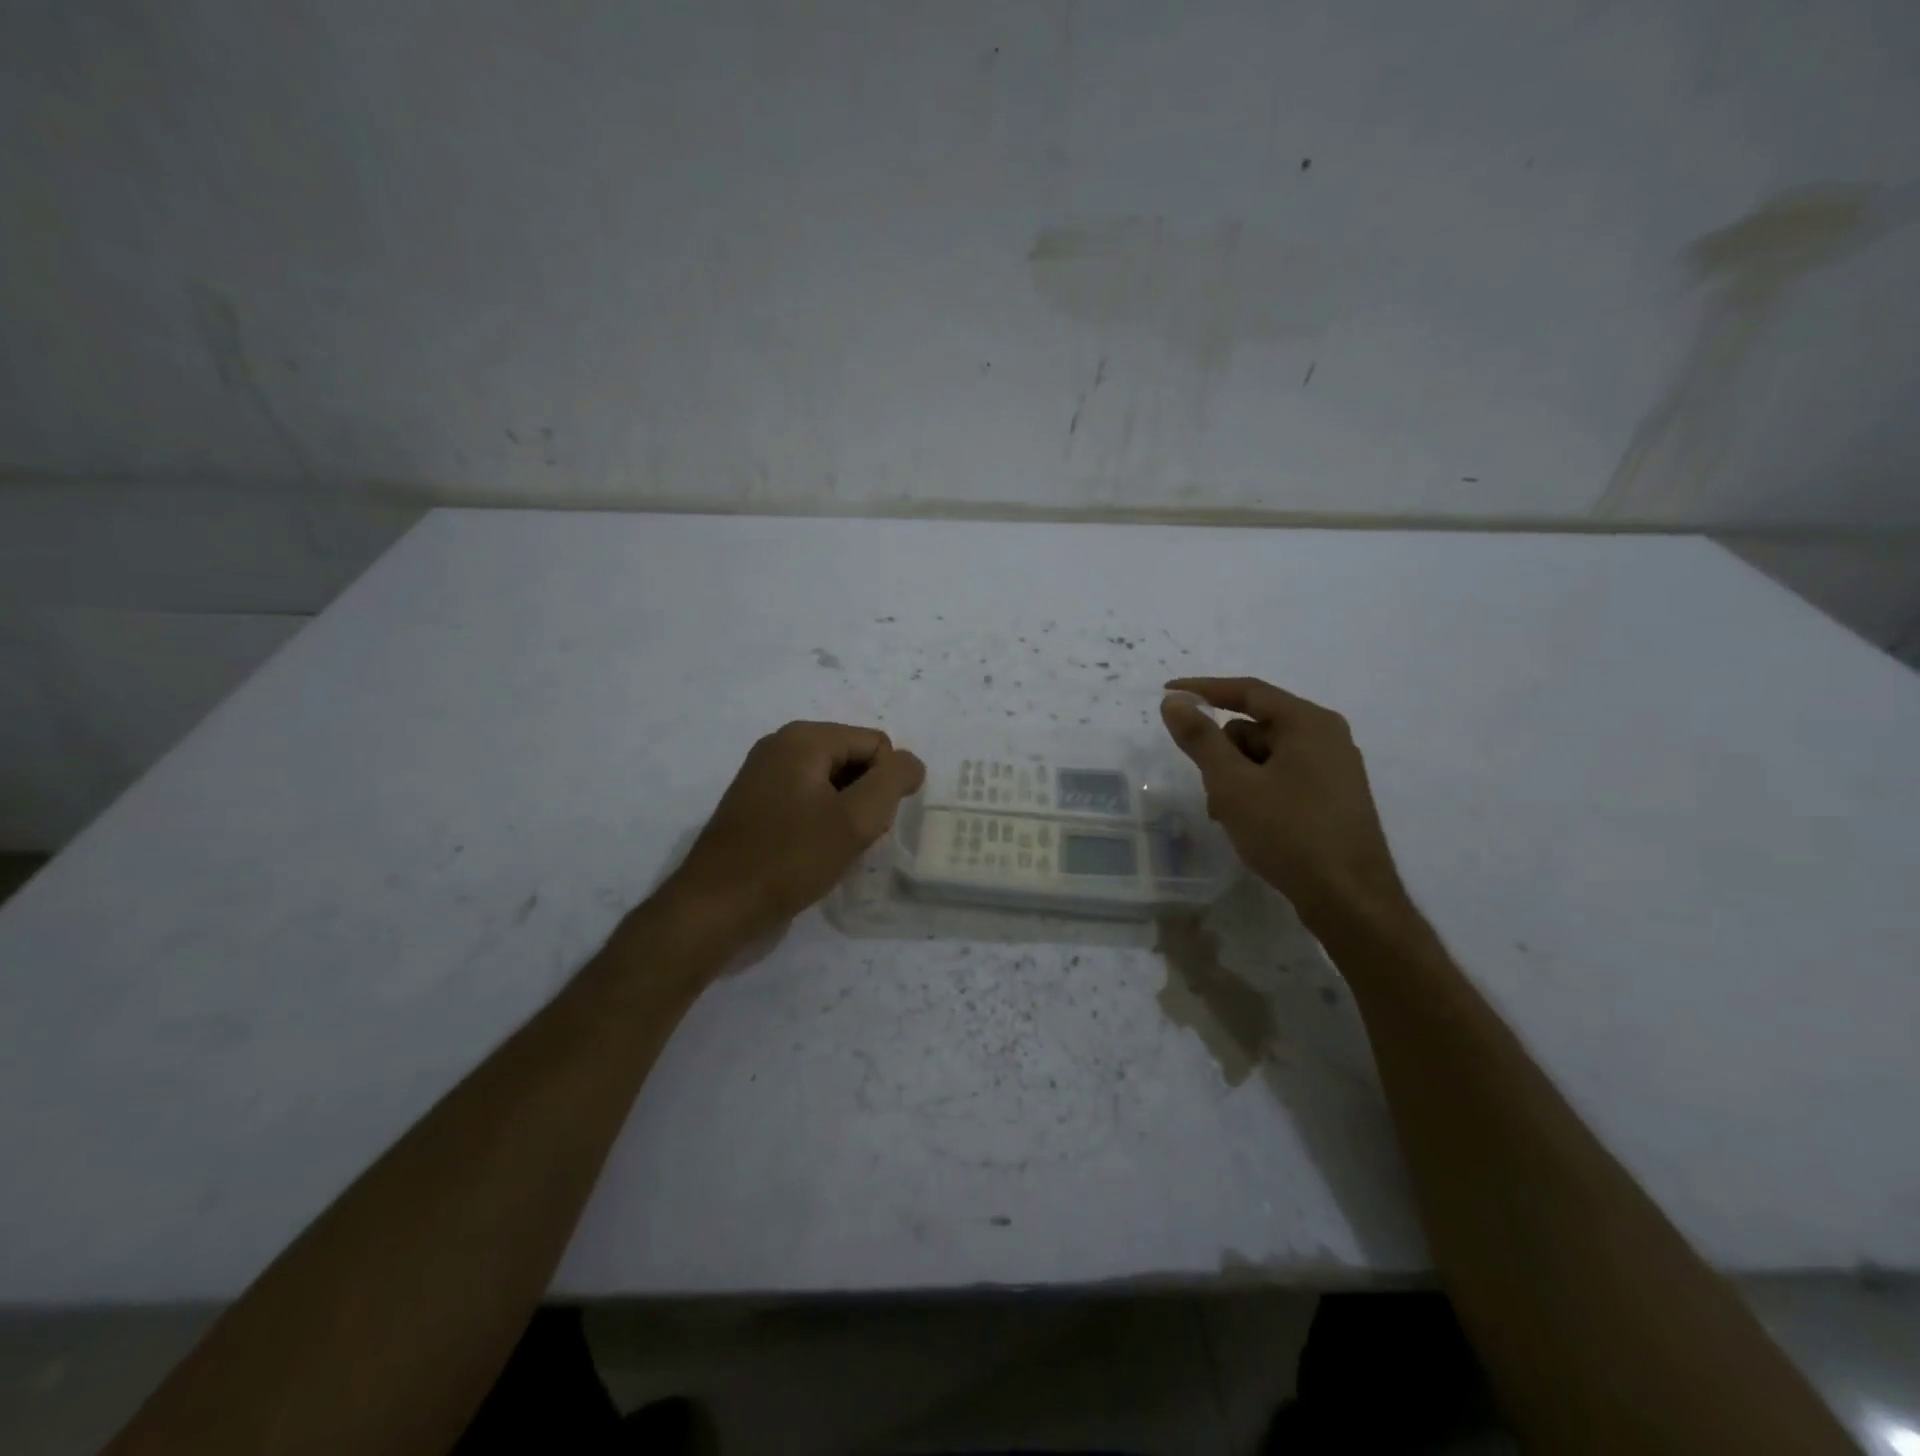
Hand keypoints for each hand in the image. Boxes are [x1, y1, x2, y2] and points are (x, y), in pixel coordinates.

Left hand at [665, 721, 925, 937]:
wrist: (717, 906)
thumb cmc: (790, 859)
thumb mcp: (856, 819)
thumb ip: (893, 781)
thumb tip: (911, 763)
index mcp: (804, 738)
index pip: (878, 746)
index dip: (885, 787)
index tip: (865, 825)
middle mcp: (781, 745)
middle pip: (855, 760)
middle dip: (864, 799)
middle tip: (849, 839)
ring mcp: (764, 773)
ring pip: (834, 783)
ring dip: (845, 814)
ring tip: (830, 849)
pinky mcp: (757, 803)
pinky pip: (808, 799)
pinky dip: (821, 822)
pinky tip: (812, 852)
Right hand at [1160, 677, 1406, 927]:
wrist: (1349, 900)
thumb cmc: (1289, 833)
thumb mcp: (1232, 784)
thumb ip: (1201, 739)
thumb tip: (1174, 702)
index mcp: (1308, 723)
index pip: (1248, 691)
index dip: (1204, 690)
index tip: (1168, 694)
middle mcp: (1327, 738)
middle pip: (1256, 727)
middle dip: (1223, 752)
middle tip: (1208, 786)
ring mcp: (1334, 770)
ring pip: (1267, 757)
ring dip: (1238, 778)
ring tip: (1227, 816)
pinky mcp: (1333, 800)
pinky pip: (1283, 779)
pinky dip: (1258, 792)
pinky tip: (1248, 825)